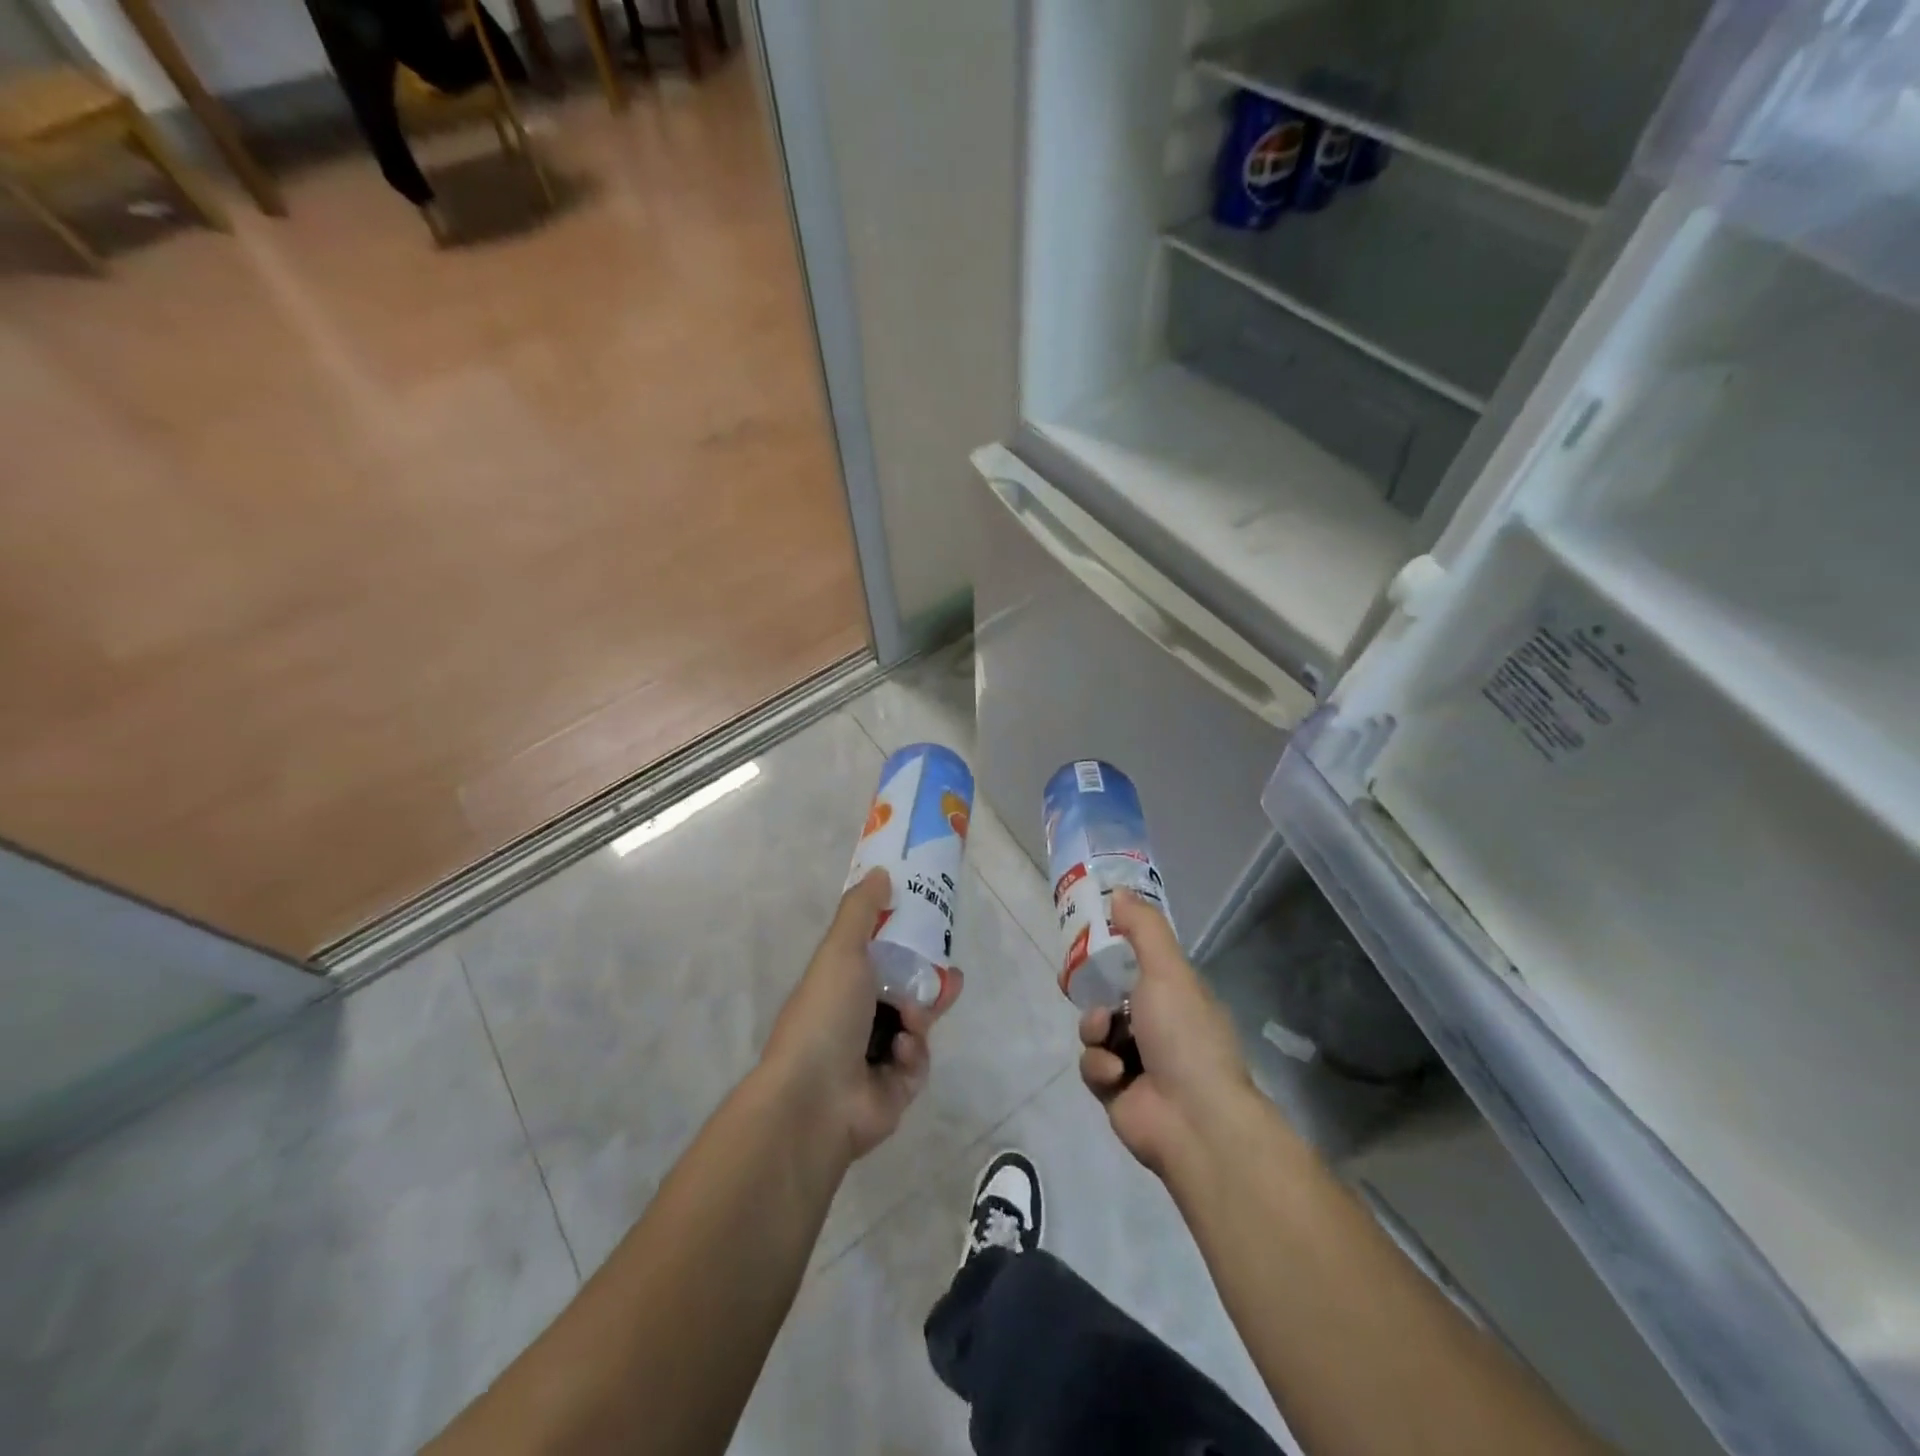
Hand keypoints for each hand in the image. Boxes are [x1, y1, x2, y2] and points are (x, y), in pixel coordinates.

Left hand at [761, 869, 962, 1163]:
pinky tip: (901, 1051)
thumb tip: (881, 872)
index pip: (877, 958)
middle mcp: (855, 1020)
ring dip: (921, 1016)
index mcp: (839, 986)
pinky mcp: (895, 1090)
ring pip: (916, 1025)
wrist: (815, 1099)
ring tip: (921, 1015)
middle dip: (928, 982)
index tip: (929, 929)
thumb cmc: (826, 1014)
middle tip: (950, 975)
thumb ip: (862, 910)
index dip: (903, 943)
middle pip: (904, 991)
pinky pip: (918, 1062)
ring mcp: (874, 1057)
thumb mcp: (841, 950)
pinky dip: (913, 1053)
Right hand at [1079, 891, 1257, 1179]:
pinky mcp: (1118, 1094)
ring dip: (1095, 1031)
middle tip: (1077, 983)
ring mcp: (1139, 1062)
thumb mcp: (1167, 970)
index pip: (1140, 966)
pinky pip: (1092, 1067)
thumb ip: (1143, 929)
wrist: (1194, 1120)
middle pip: (1111, 998)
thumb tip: (1120, 891)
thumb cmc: (1184, 1035)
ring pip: (1096, 1031)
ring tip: (1107, 1040)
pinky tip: (1115, 1076)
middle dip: (1096, 995)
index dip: (1114, 954)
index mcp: (1177, 997)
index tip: (1089, 942)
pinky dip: (1099, 1067)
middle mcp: (1159, 1027)